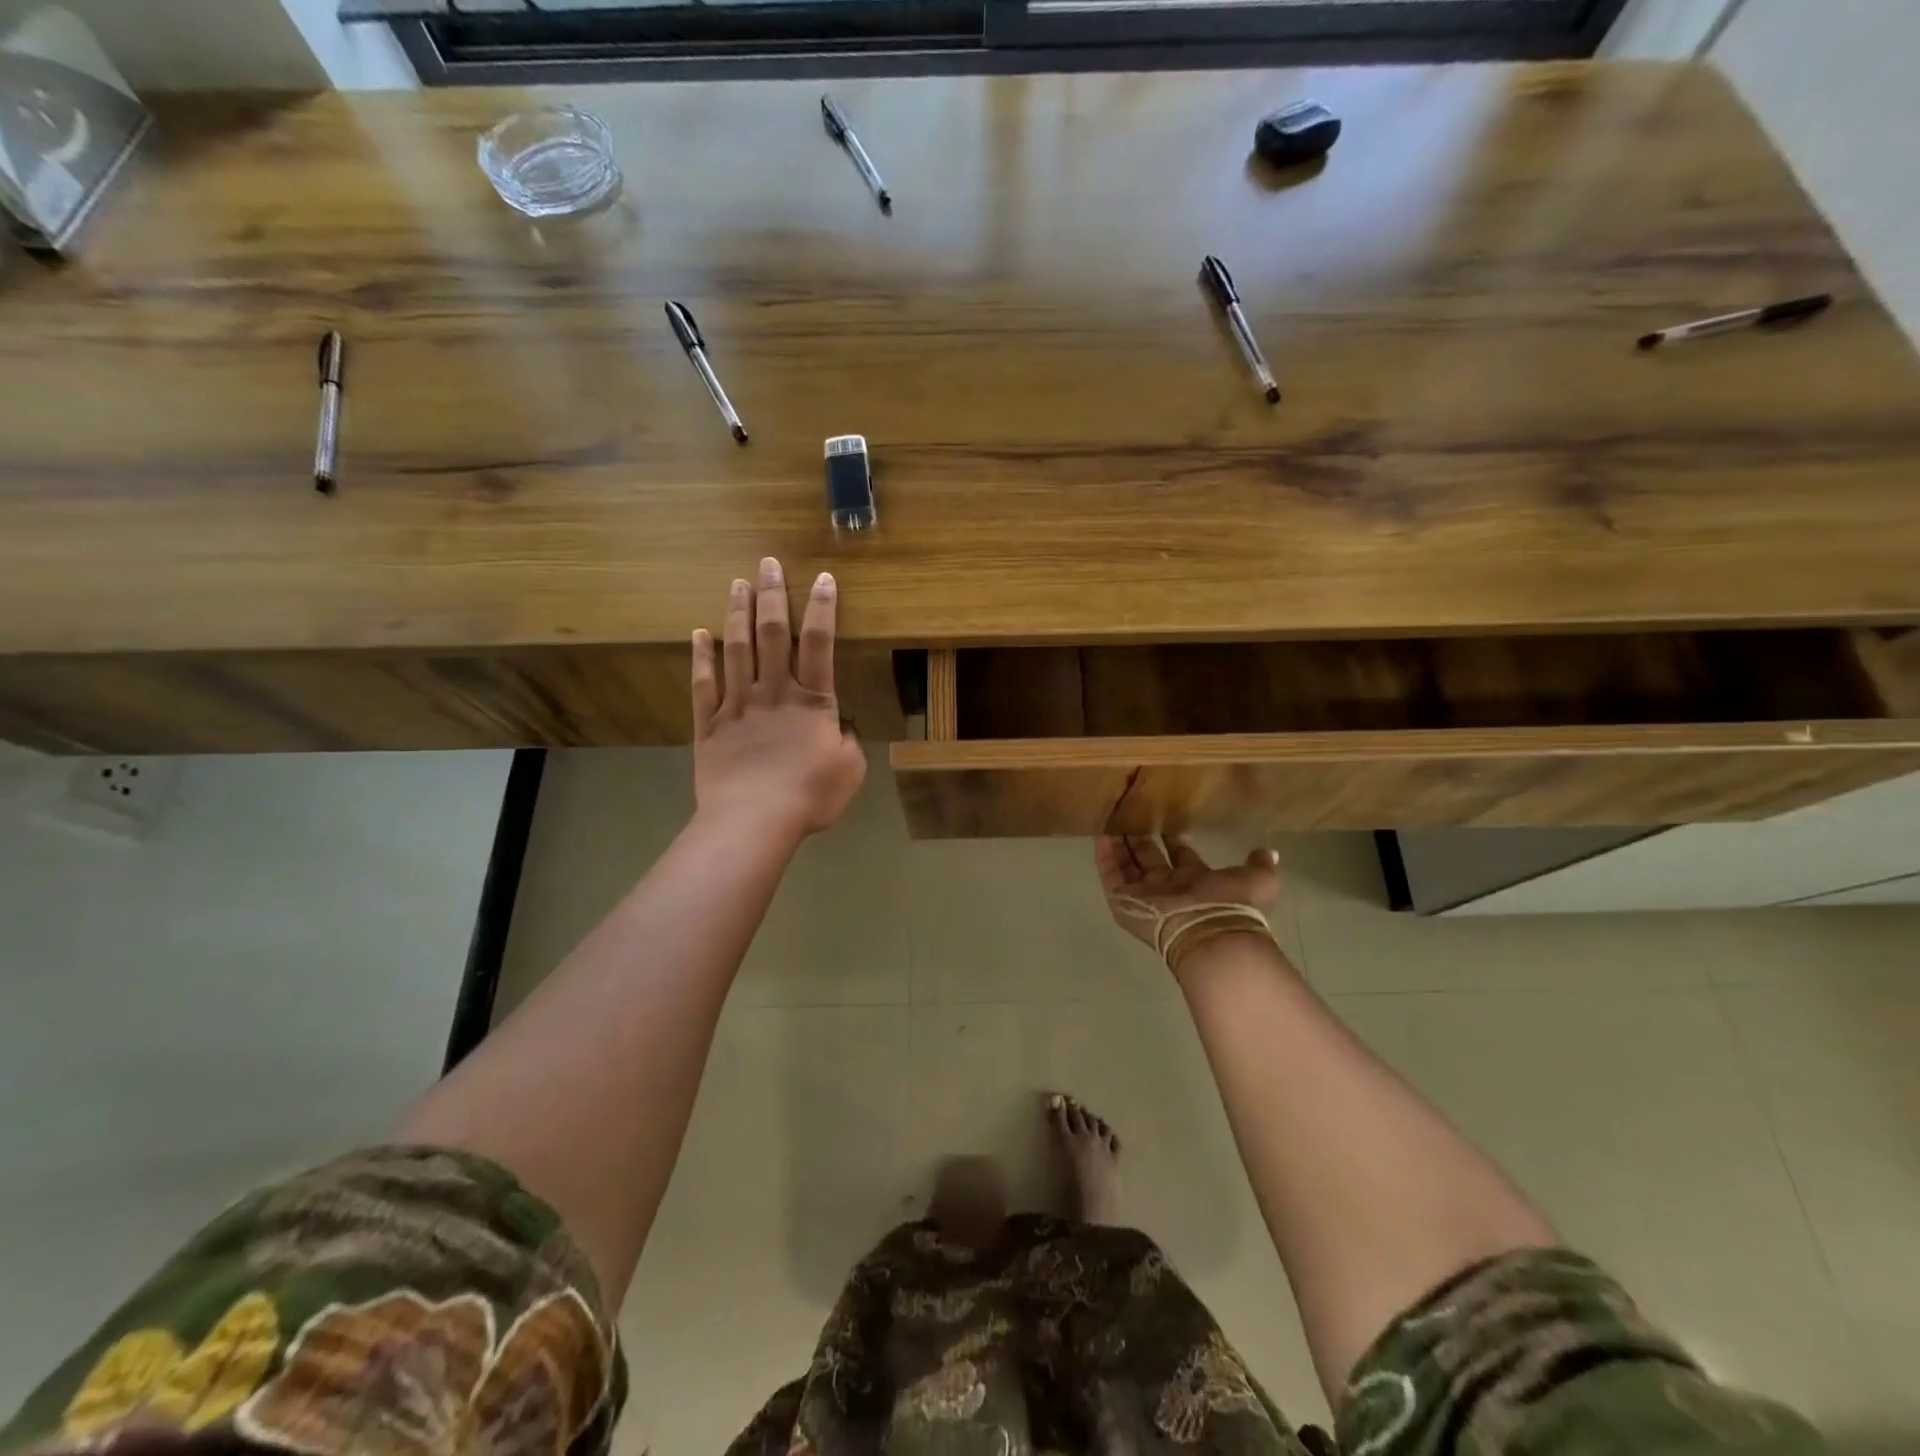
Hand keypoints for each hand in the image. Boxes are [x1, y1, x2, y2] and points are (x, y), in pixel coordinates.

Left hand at [692, 557, 866, 840]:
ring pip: (736, 649)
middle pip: (771, 634)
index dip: (822, 608)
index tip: (823, 578)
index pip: (818, 643)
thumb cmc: (809, 795)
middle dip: (772, 595)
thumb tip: (840, 727)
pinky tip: (698, 633)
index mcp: (812, 701)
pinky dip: (700, 656)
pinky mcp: (709, 724)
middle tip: (768, 563)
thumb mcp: (850, 769)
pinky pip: (703, 683)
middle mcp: (773, 692)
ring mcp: (737, 705)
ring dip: (737, 613)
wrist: (753, 820)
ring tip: (738, 583)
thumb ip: (848, 740)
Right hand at [1095, 835, 1281, 974]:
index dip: (1174, 839)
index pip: (1180, 856)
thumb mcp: (1257, 880)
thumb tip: (1269, 852)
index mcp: (1196, 881)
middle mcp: (1168, 888)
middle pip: (1149, 858)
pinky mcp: (1123, 901)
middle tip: (1131, 813)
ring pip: (1126, 865)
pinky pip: (1110, 875)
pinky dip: (1104, 855)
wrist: (1207, 933)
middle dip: (1140, 838)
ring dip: (1119, 843)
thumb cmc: (1231, 904)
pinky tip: (1100, 833)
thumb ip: (1259, 864)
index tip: (1166, 820)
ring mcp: (1143, 896)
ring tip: (1111, 817)